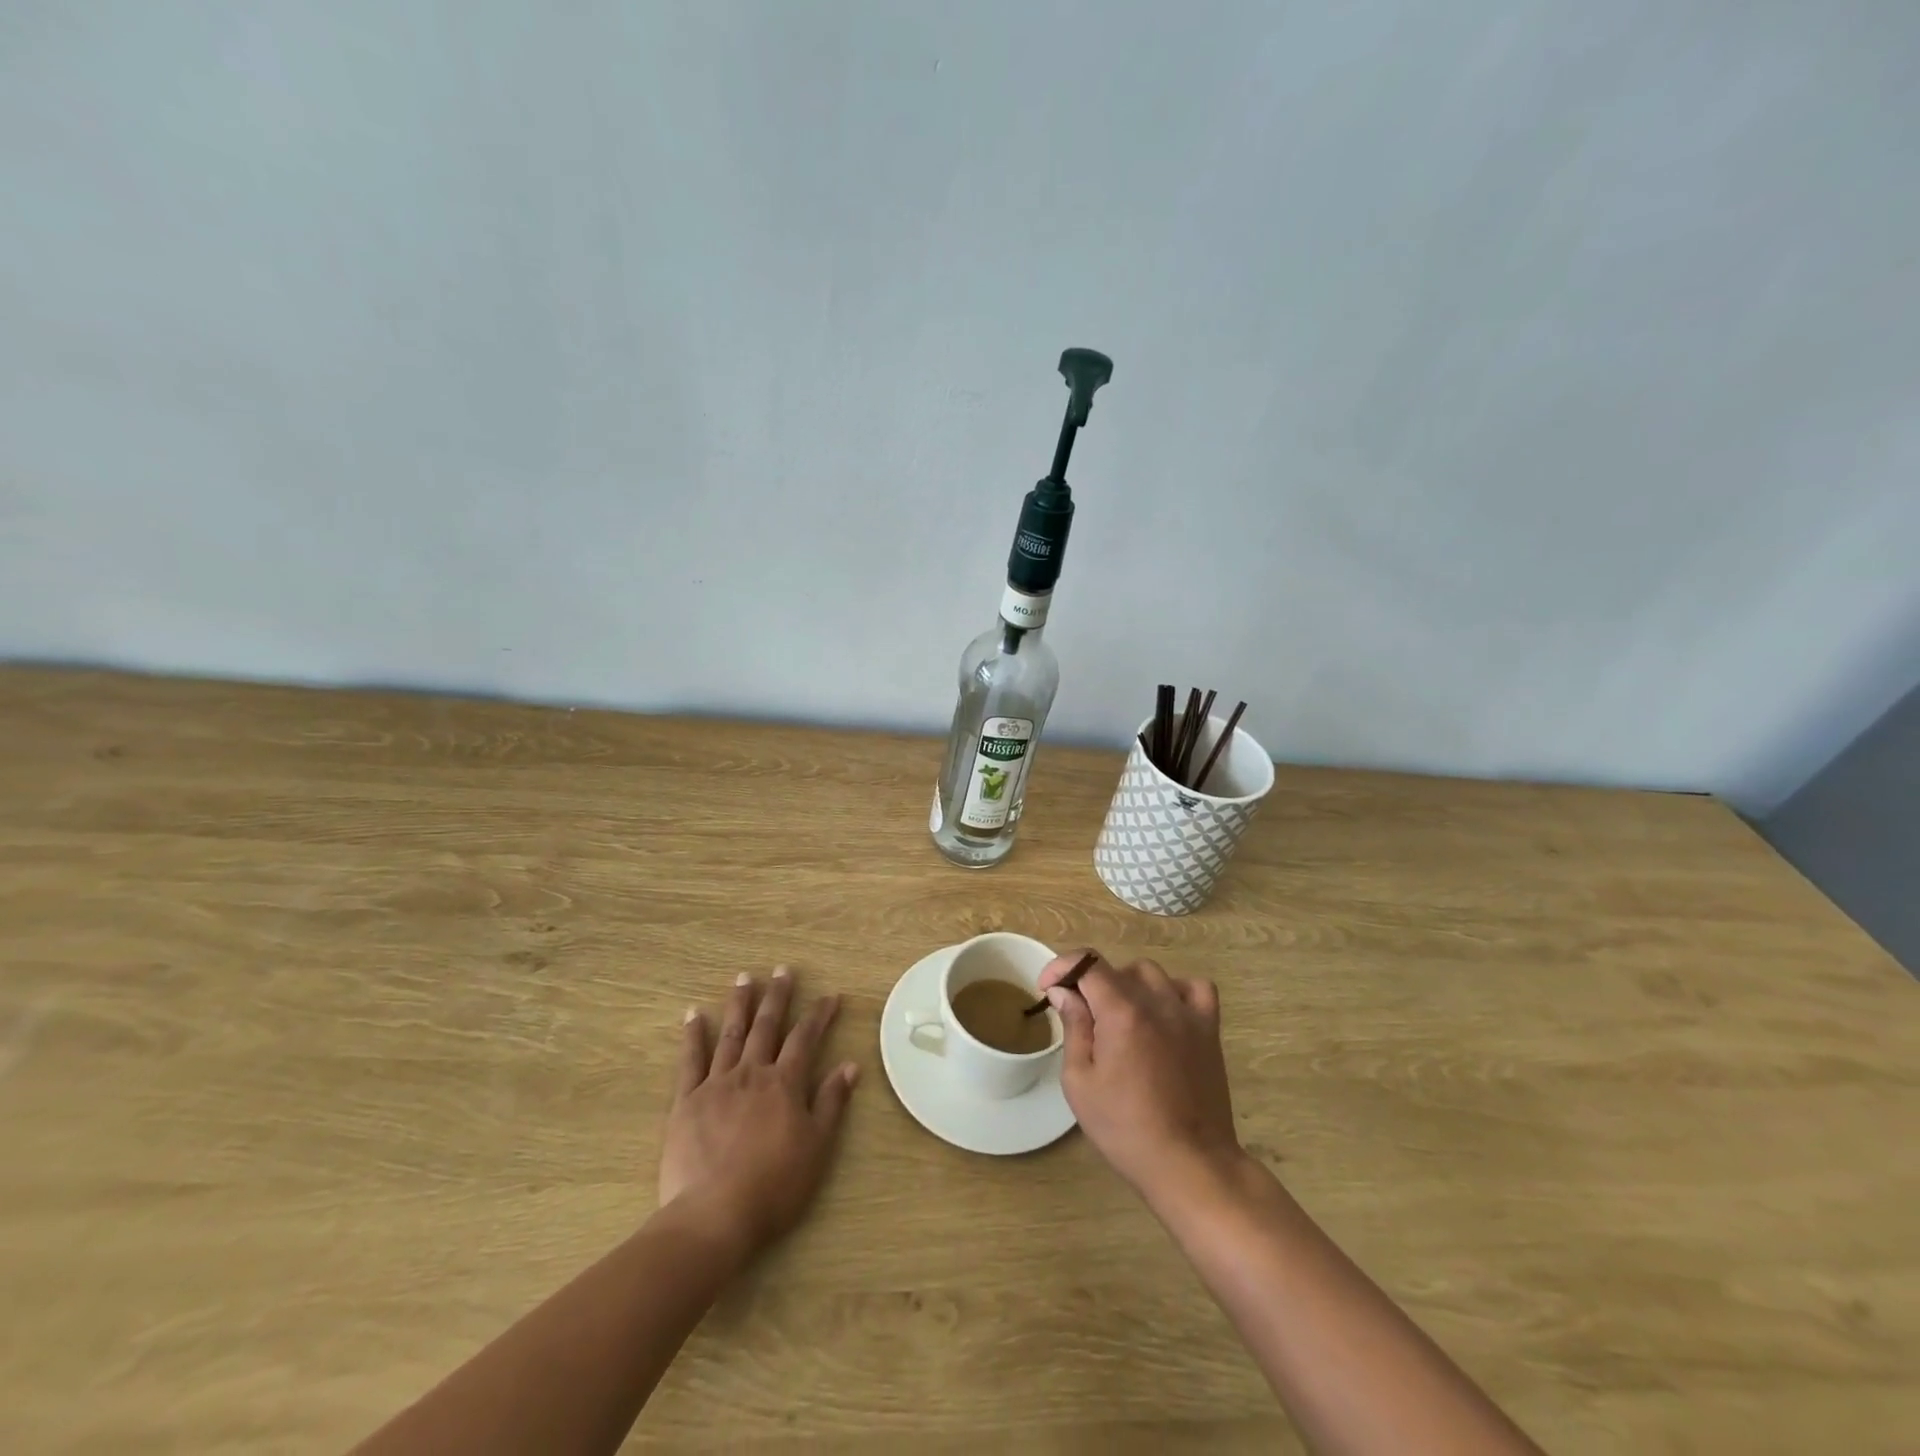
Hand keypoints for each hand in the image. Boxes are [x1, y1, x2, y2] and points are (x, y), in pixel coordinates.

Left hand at [659, 968, 859, 1256]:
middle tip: (782, 970)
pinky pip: (690, 1060)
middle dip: (777, 996)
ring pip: (731, 1034)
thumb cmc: (774, 1186)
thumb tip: (850, 1065)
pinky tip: (694, 1014)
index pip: (806, 1038)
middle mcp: (752, 1073)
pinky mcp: (686, 1101)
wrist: (714, 1216)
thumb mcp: (816, 1147)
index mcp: (785, 1083)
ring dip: (739, 1004)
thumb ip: (831, 1102)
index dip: (819, 1015)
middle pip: (767, 1026)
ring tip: (744, 978)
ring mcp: (716, 1084)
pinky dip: (693, 1035)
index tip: (830, 996)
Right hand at [1040, 950, 1242, 1200]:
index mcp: (1121, 1011)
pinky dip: (1175, 990)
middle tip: (1079, 1016)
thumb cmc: (1125, 1128)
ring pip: (1151, 973)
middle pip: (1116, 969)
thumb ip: (1073, 1027)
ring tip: (1118, 1016)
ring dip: (1127, 985)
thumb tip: (1064, 992)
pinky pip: (1195, 988)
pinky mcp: (1209, 1029)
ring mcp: (1187, 1013)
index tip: (1048, 989)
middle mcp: (1156, 1001)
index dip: (1062, 968)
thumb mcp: (1080, 1082)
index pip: (1087, 963)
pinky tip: (1163, 1013)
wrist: (1189, 1163)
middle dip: (1089, 984)